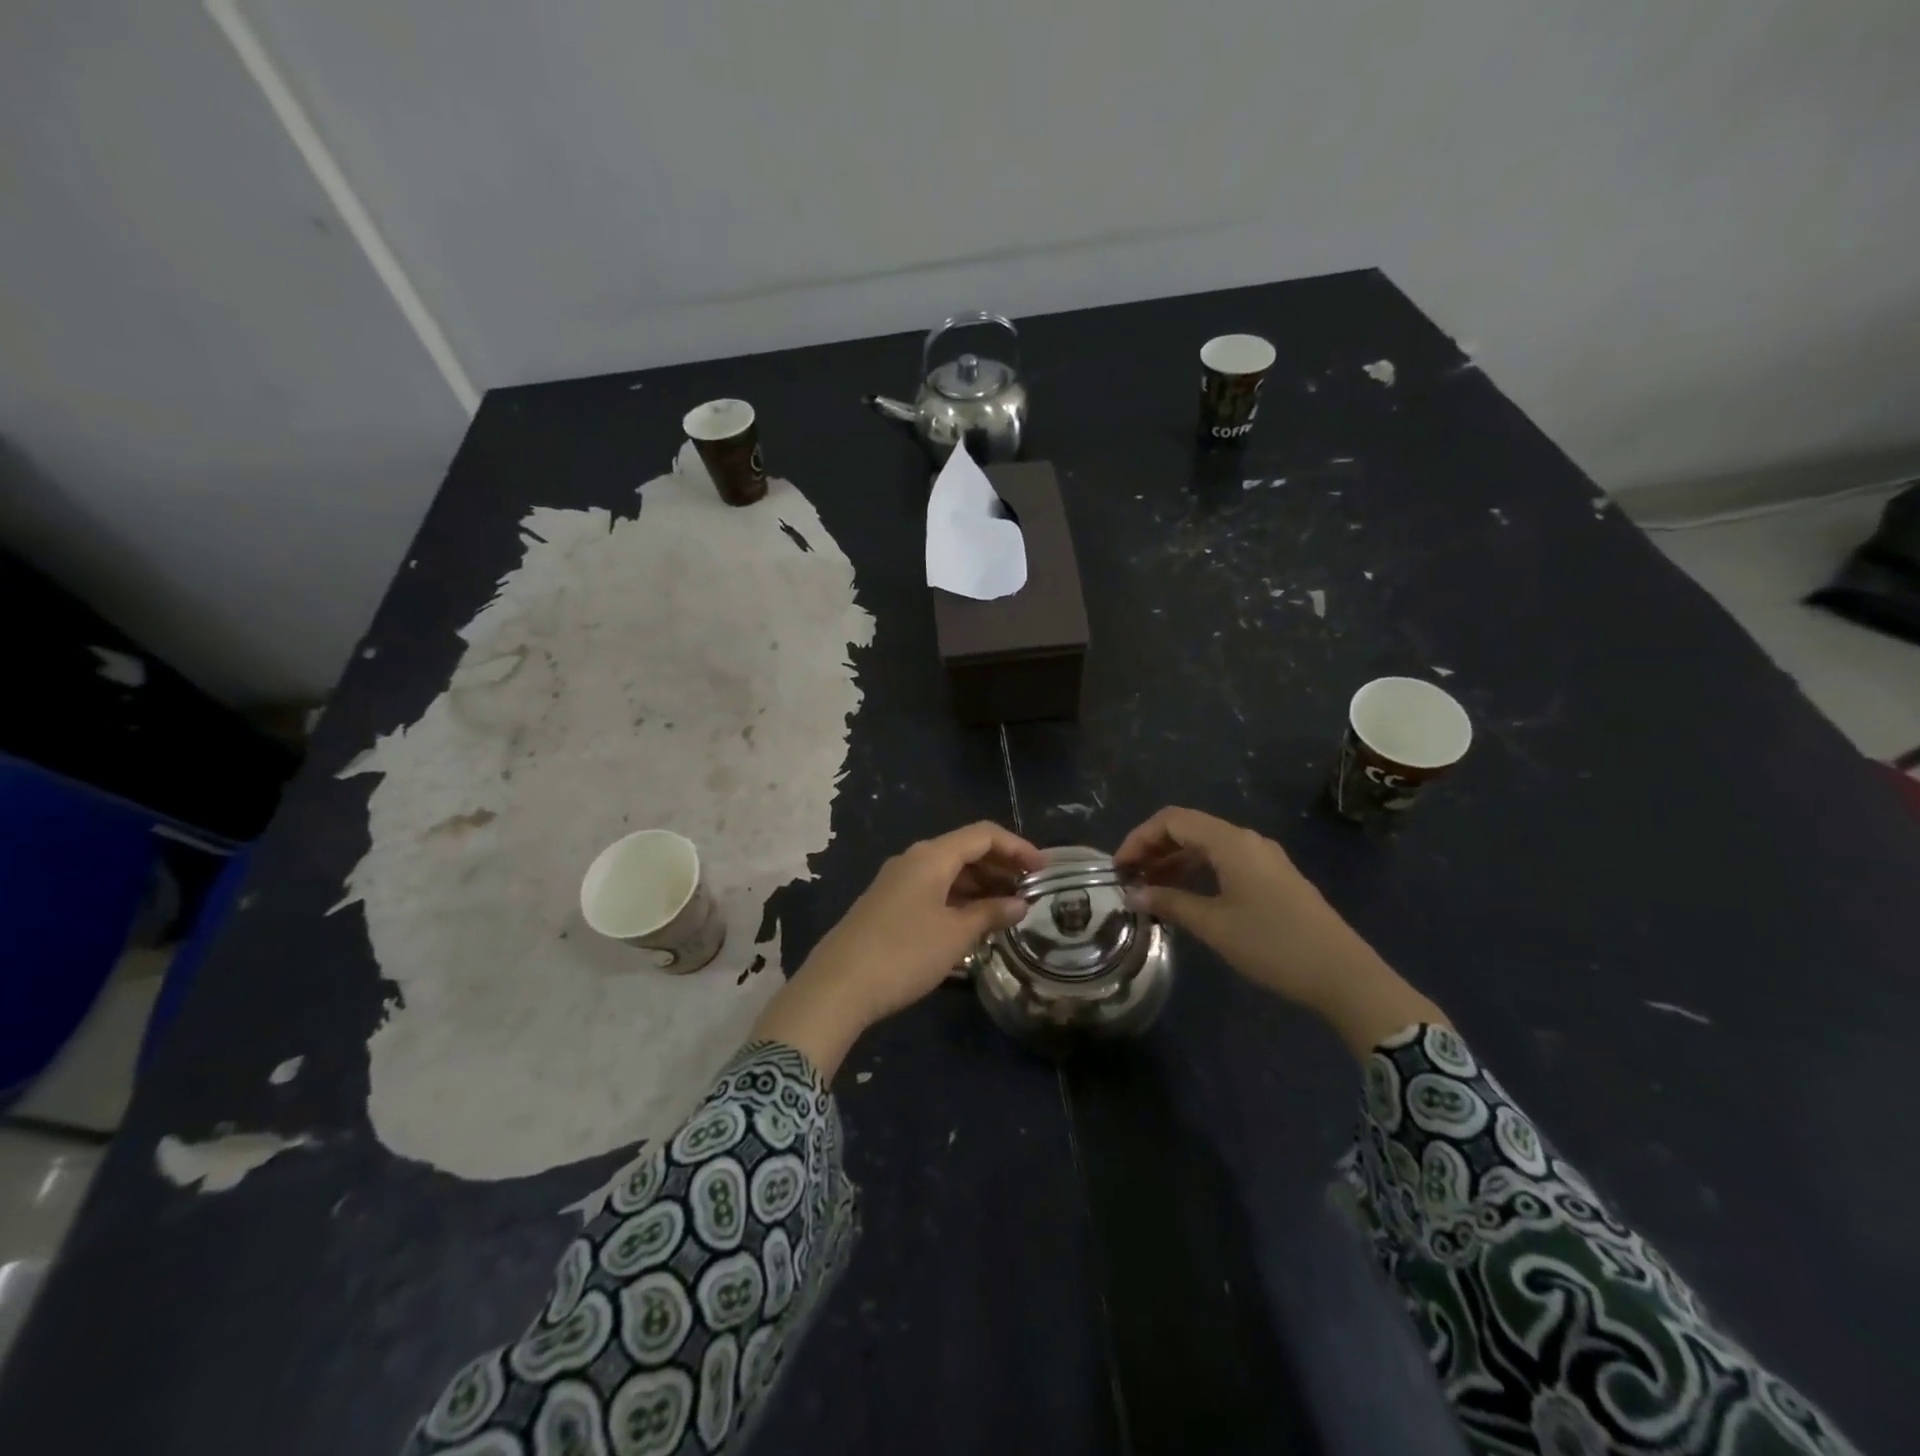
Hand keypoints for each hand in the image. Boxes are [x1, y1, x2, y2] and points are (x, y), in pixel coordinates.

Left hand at [752, 822, 1042, 1076]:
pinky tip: (972, 922)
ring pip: (948, 871)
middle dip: (1000, 866)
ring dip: (980, 884)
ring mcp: (897, 881)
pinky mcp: (887, 904)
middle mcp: (913, 859)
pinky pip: (932, 889)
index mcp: (931, 856)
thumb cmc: (904, 954)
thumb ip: (991, 914)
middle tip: (1029, 891)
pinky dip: (958, 898)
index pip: (983, 835)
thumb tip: (1019, 904)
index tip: (1043, 869)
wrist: (837, 986)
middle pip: (965, 849)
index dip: (1017, 847)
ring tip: (1006, 909)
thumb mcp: (955, 935)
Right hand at [1115, 806, 1446, 1057]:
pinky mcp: (1273, 879)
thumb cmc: (1272, 944)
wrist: (1343, 975)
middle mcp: (1247, 840)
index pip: (1172, 820)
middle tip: (1129, 878)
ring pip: (1207, 846)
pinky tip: (1185, 897)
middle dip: (1154, 849)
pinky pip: (1224, 862)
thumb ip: (1170, 903)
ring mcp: (1263, 858)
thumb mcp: (1214, 925)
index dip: (1139, 838)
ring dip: (1174, 862)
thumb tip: (1133, 893)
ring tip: (1149, 889)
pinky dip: (1197, 872)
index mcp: (1230, 842)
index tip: (1118, 867)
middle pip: (1189, 828)